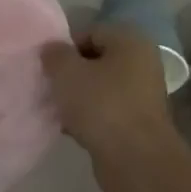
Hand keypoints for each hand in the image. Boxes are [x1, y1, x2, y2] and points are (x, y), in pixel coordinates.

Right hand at [42, 24, 186, 191]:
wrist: (135, 159)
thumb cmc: (101, 105)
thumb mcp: (67, 73)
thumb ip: (54, 54)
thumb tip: (52, 49)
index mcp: (131, 42)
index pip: (90, 32)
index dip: (65, 48)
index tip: (47, 68)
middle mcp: (142, 63)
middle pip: (95, 60)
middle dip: (70, 74)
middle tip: (49, 87)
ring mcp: (142, 94)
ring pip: (99, 87)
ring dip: (76, 97)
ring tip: (56, 110)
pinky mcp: (137, 122)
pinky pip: (105, 111)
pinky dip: (87, 116)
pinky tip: (69, 128)